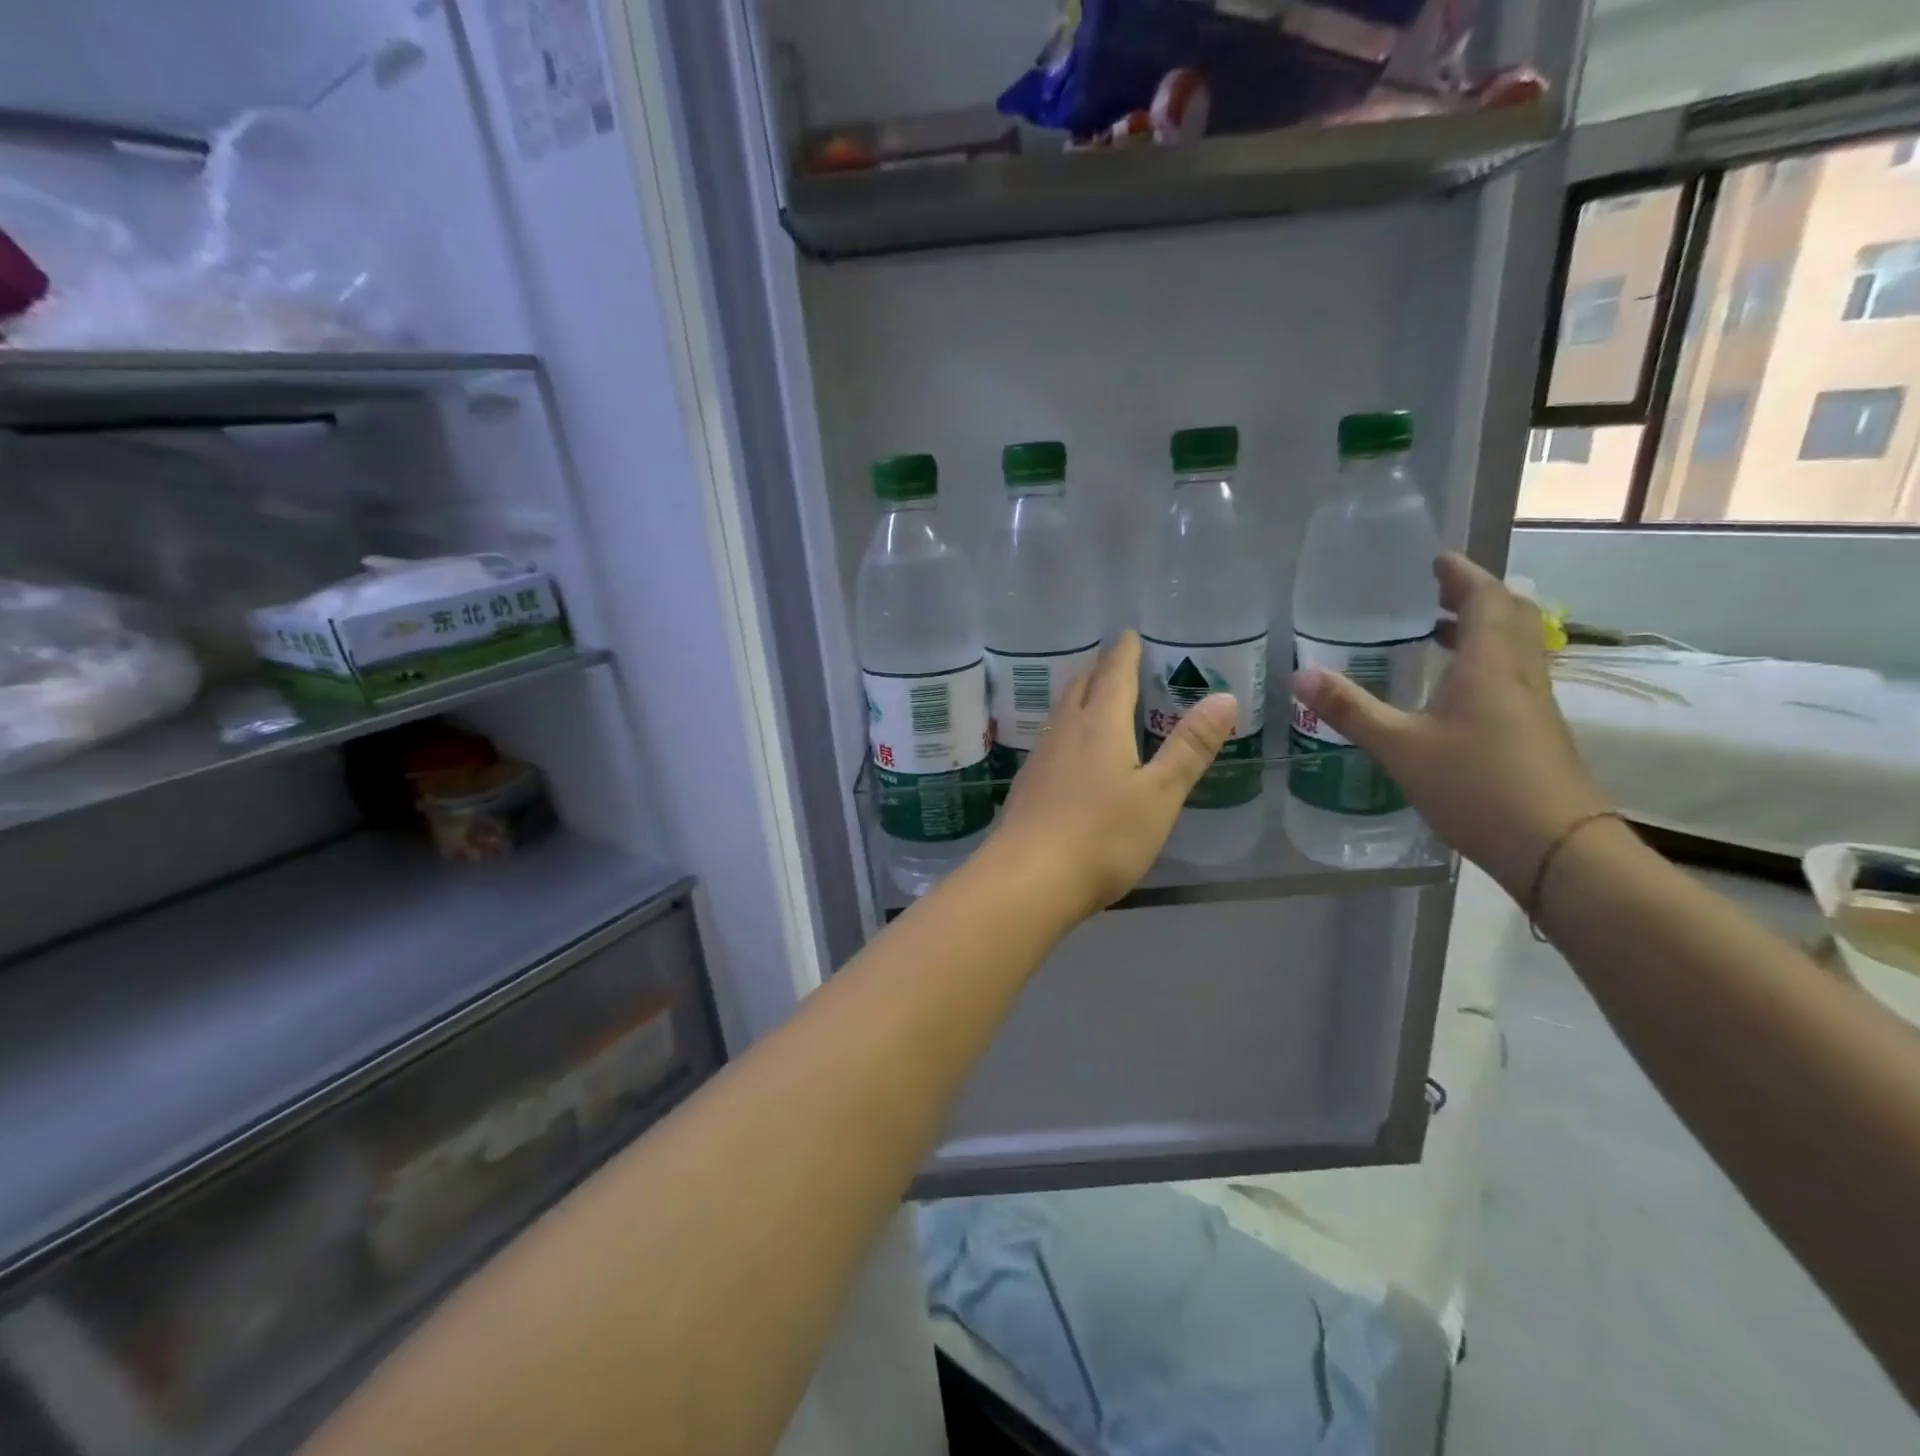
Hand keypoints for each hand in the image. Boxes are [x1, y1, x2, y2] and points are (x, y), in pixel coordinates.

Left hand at [989, 631, 1236, 918]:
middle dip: (1099, 670)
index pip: (1114, 675)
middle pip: (1080, 687)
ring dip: (1078, 697)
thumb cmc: (1102, 836)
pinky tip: (1069, 749)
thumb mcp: (1159, 795)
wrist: (1028, 879)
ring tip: (1092, 696)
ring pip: (1061, 713)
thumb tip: (1223, 697)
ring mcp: (1040, 758)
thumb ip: (1189, 748)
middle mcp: (1065, 732)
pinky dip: (1067, 728)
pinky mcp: (1027, 786)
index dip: (1124, 653)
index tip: (1128, 634)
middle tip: (1113, 660)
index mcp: (1099, 725)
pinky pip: (1051, 740)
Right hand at [1290, 553, 1610, 896]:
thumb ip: (1350, 709)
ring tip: (1437, 631)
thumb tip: (1299, 674)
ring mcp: (1532, 703)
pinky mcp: (1535, 729)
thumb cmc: (1476, 786)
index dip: (1462, 575)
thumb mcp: (1400, 747)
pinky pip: (1510, 674)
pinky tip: (1452, 689)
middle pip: (1509, 616)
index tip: (1435, 559)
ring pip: (1513, 646)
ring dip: (1480, 628)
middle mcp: (1517, 674)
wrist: (1555, 847)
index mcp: (1489, 665)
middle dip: (1475, 596)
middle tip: (1435, 591)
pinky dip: (1483, 661)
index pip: (1486, 599)